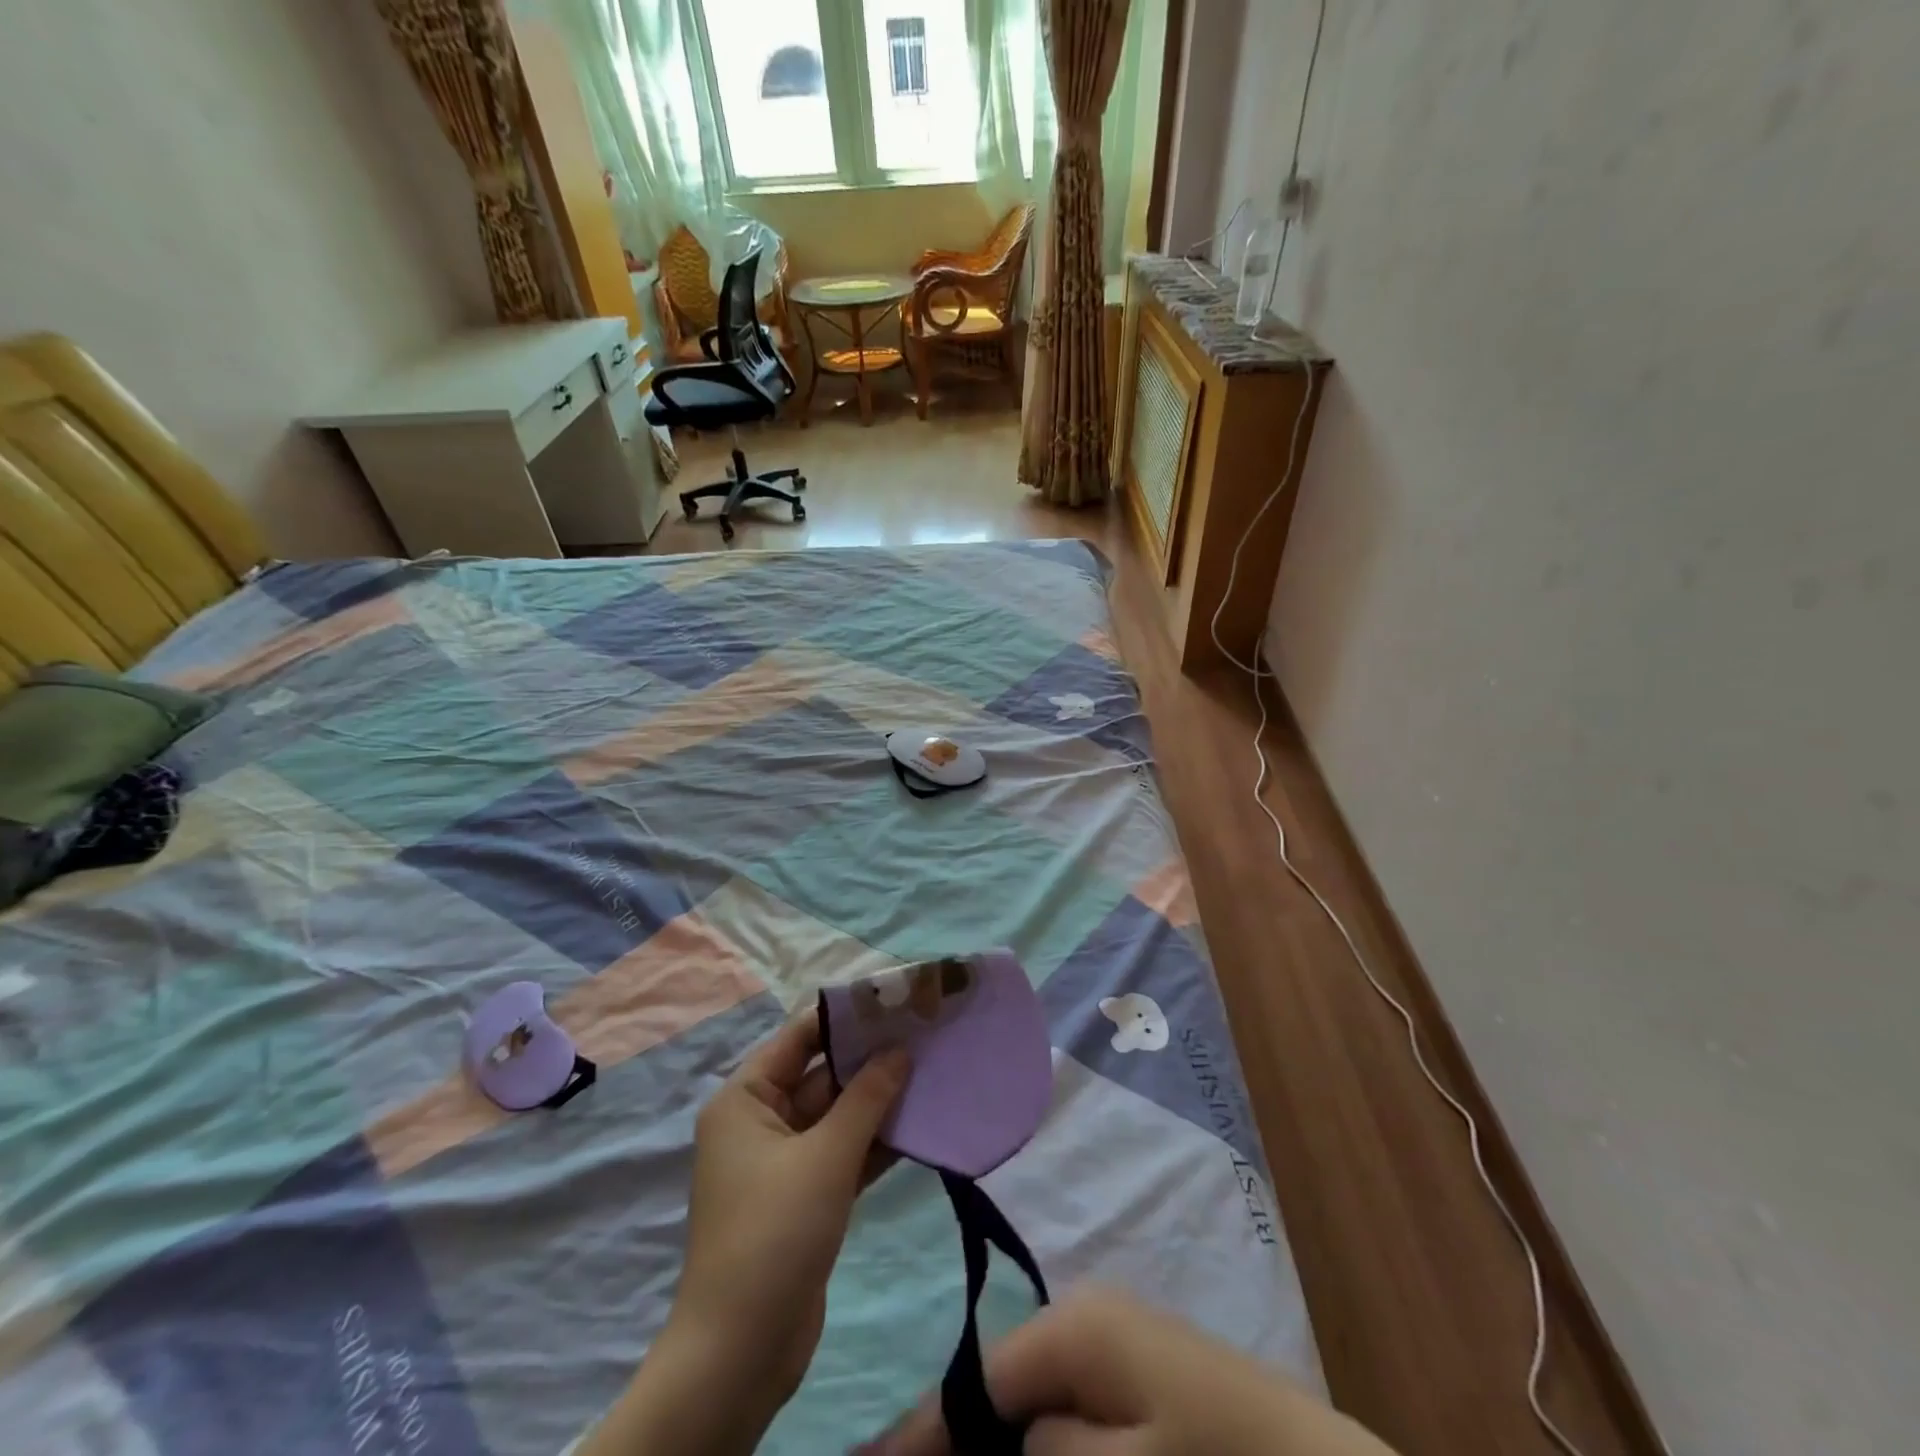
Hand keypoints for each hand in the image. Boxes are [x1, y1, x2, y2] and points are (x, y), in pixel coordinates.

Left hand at [578, 1011, 908, 1455]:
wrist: (742, 1353)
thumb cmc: (774, 1232)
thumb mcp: (826, 1156)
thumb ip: (867, 1098)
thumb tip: (900, 1051)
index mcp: (746, 1099)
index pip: (799, 1038)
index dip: (845, 1017)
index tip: (893, 1001)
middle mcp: (760, 1122)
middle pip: (821, 1075)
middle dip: (870, 1059)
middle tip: (924, 1034)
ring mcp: (783, 1162)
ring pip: (837, 1115)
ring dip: (879, 1100)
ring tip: (931, 1070)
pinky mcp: (805, 1197)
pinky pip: (843, 1152)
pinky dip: (875, 1140)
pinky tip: (919, 1123)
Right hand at [863, 1288, 1398, 1455]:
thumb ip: (1050, 1450)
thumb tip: (1013, 1441)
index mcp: (1075, 1325)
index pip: (980, 1380)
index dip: (926, 1431)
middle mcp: (1087, 1317)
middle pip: (1003, 1386)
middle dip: (967, 1439)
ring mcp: (1114, 1341)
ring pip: (1035, 1400)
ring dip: (1006, 1443)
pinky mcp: (1138, 1373)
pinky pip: (1070, 1408)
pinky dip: (1046, 1439)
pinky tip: (1036, 1455)